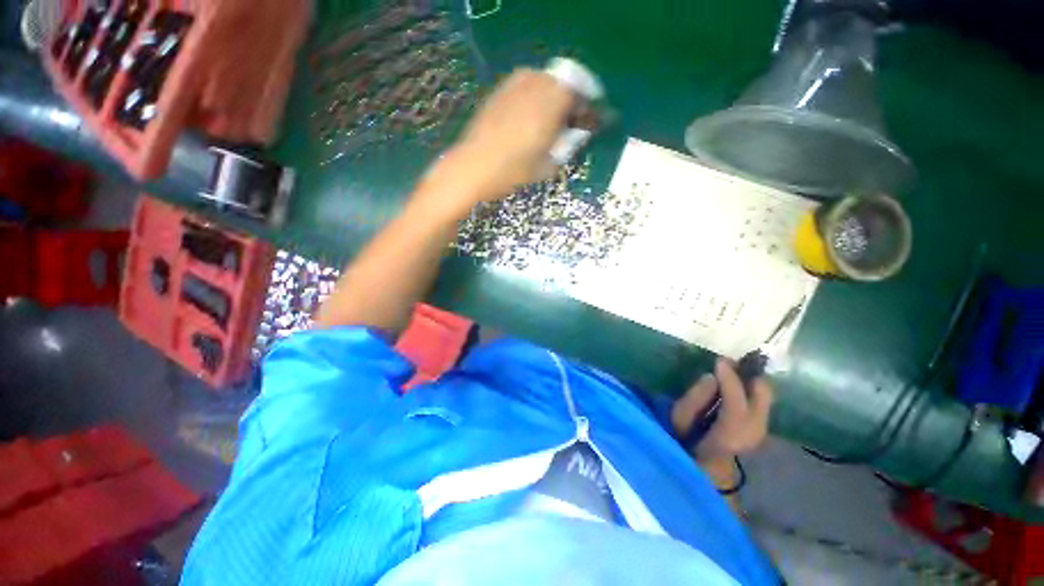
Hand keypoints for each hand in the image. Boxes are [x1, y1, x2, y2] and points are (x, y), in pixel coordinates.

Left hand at [436, 68, 574, 205]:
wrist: (474, 167)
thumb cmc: (513, 171)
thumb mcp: (547, 165)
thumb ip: (567, 145)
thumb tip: (577, 133)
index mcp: (550, 104)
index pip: (579, 90)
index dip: (587, 103)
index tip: (587, 119)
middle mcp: (535, 86)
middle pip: (562, 80)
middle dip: (570, 97)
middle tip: (568, 119)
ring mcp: (514, 85)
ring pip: (543, 78)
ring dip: (551, 93)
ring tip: (548, 116)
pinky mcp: (499, 90)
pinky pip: (524, 82)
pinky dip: (533, 93)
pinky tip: (528, 113)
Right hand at [671, 358, 773, 462]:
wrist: (705, 467)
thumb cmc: (685, 442)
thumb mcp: (679, 420)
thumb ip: (694, 399)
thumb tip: (711, 377)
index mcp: (729, 437)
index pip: (737, 406)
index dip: (730, 381)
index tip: (720, 360)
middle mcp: (752, 435)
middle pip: (763, 399)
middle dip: (748, 376)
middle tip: (730, 363)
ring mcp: (760, 432)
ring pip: (765, 398)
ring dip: (750, 381)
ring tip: (732, 370)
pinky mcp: (761, 427)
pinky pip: (761, 401)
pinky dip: (751, 389)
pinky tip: (737, 384)